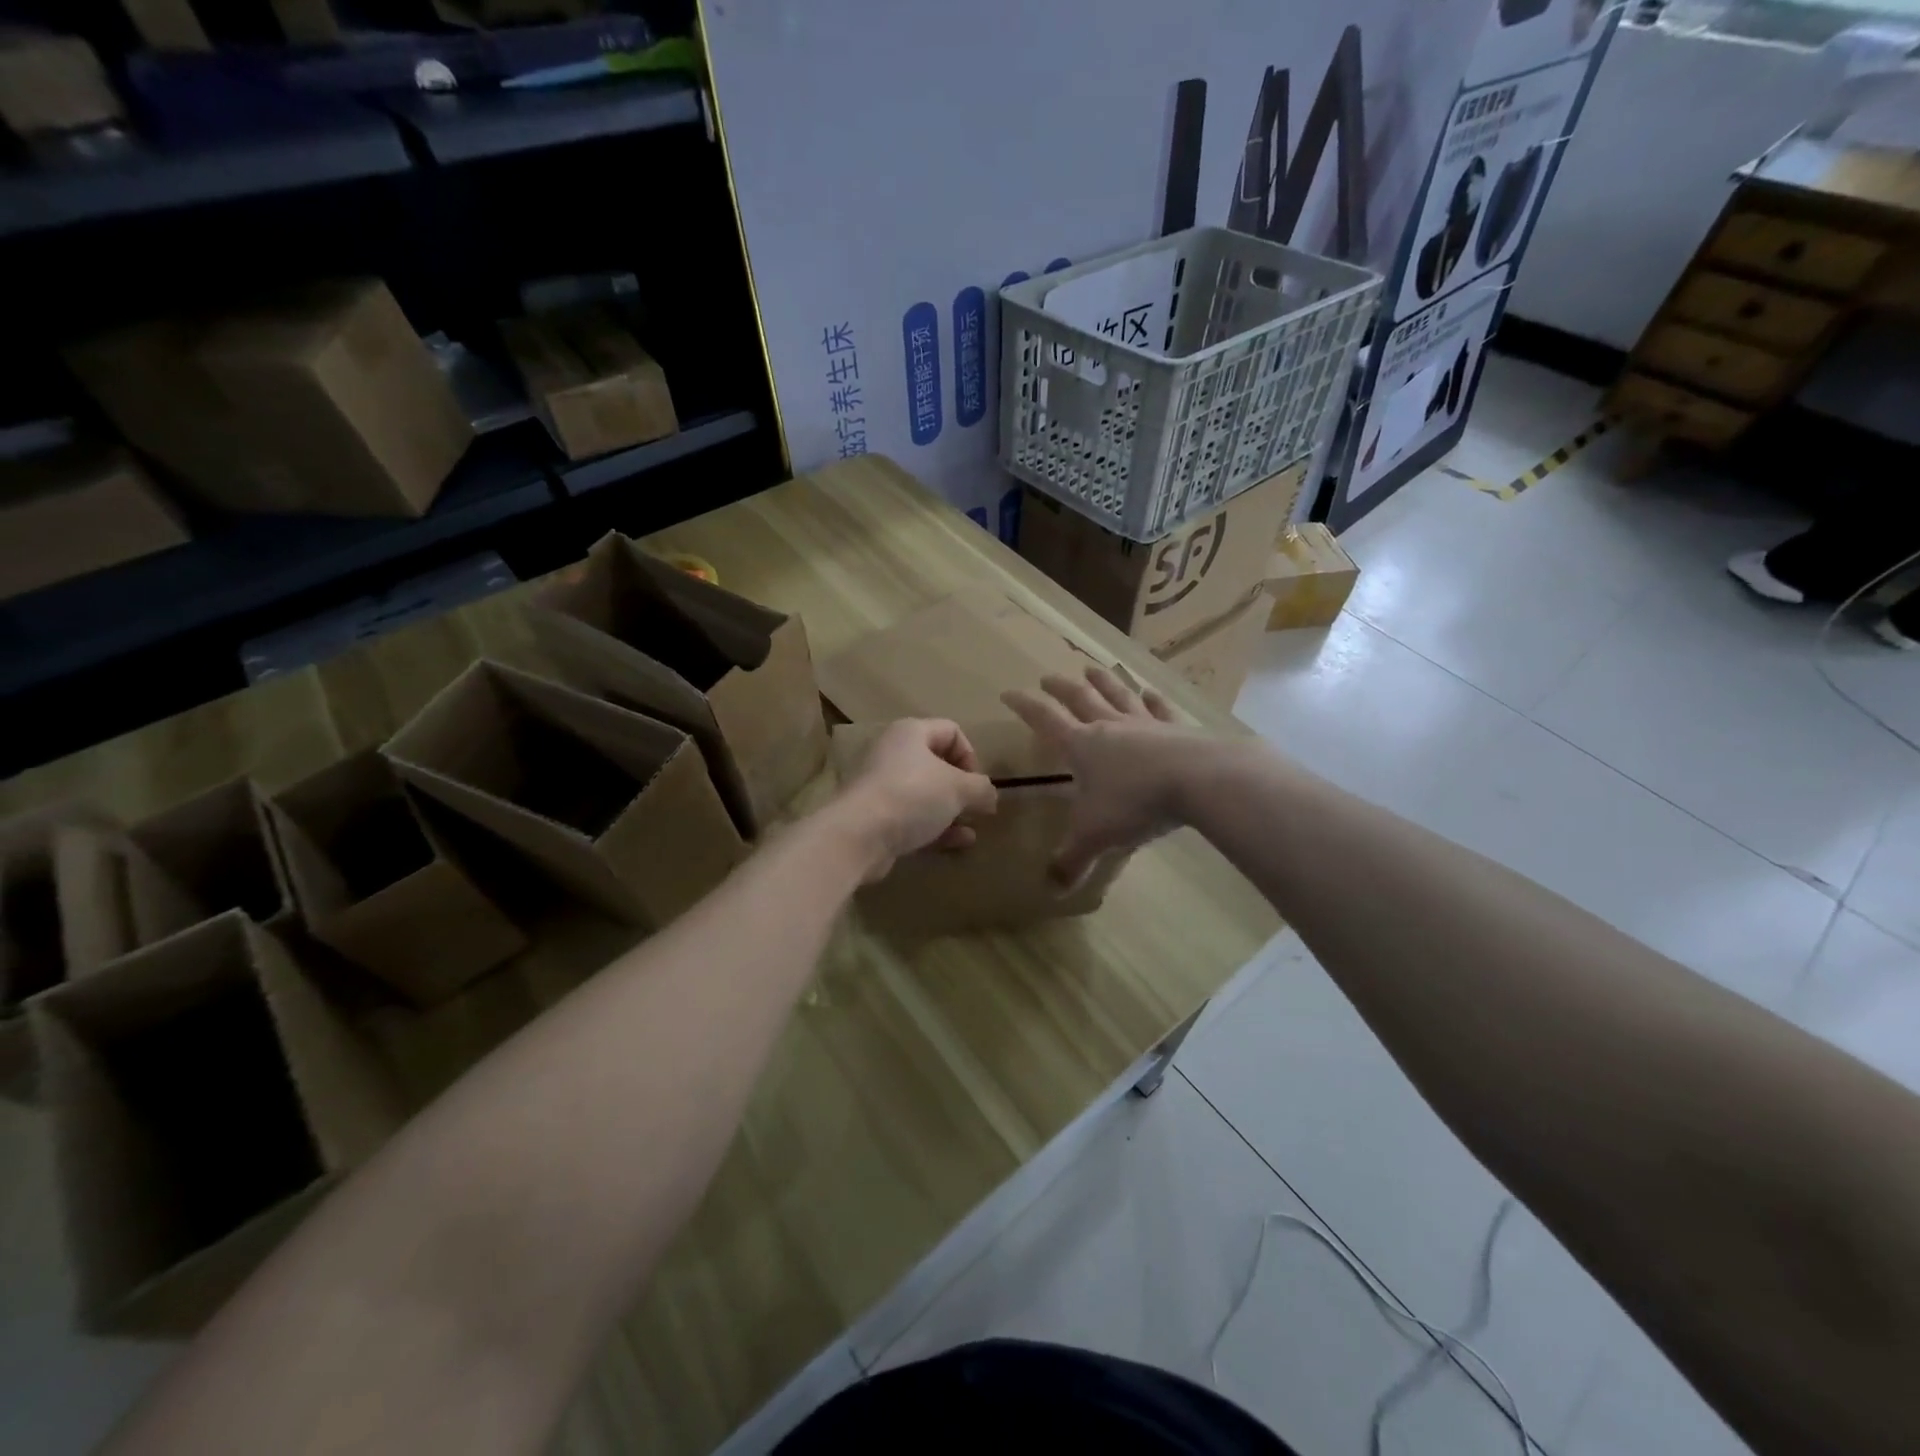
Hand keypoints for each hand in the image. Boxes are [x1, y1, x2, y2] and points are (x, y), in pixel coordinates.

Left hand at [833, 719, 998, 881]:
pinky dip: (937, 827)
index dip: (970, 755)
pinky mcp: (878, 817)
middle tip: (976, 806)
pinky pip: (914, 817)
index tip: (978, 782)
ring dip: (951, 810)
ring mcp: (883, 787)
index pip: (951, 731)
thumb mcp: (958, 788)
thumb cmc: (912, 796)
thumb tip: (991, 795)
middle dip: (961, 786)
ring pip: (926, 794)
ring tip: (971, 827)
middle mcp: (894, 753)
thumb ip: (981, 788)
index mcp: (911, 733)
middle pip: (937, 763)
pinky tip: (959, 843)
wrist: (859, 835)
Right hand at [1002, 666, 1200, 887]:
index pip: (1045, 720)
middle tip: (1047, 676)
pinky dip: (1153, 699)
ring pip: (1118, 695)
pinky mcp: (1176, 729)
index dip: (1025, 707)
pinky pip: (1160, 709)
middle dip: (1060, 688)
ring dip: (1103, 681)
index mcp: (1082, 745)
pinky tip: (1150, 691)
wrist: (1198, 780)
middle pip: (1080, 699)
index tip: (1008, 692)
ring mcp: (1145, 724)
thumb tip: (1051, 888)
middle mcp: (1109, 727)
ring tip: (1092, 668)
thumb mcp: (1096, 836)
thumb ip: (1072, 860)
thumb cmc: (1135, 803)